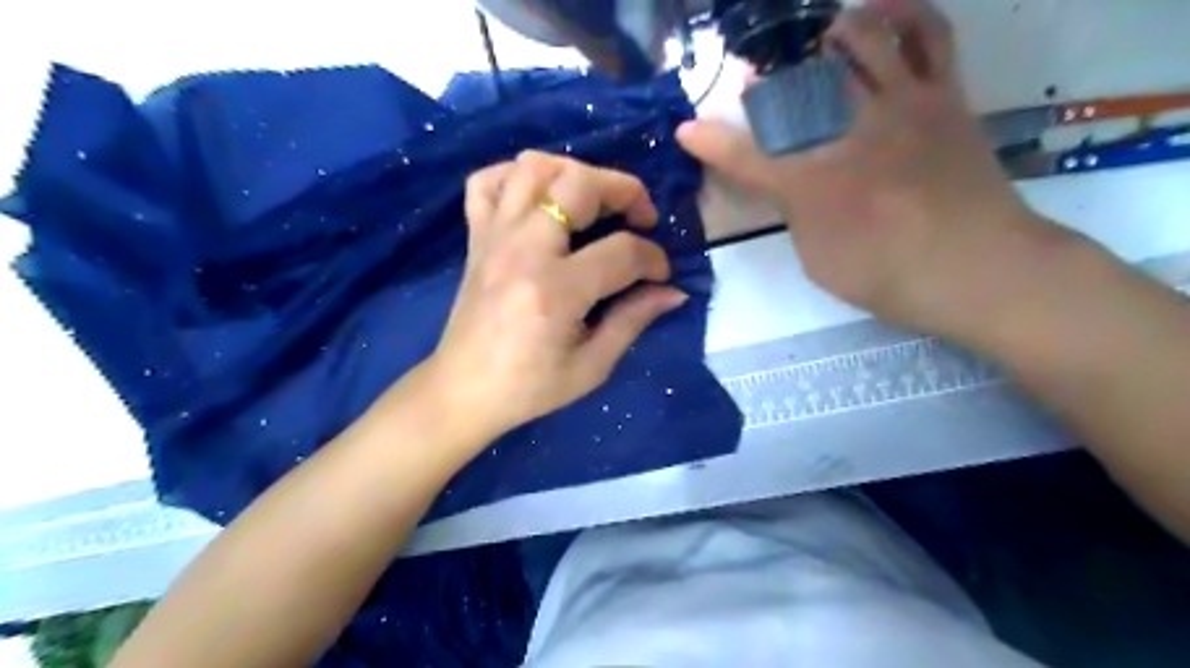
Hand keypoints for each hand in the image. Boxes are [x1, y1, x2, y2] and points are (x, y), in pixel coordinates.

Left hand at [428, 155, 689, 441]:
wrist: (463, 391)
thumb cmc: (529, 388)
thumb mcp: (591, 367)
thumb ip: (633, 320)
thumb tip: (672, 292)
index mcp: (555, 291)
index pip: (622, 252)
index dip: (653, 259)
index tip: (660, 275)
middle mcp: (523, 251)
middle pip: (578, 185)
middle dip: (624, 190)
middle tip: (641, 216)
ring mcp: (494, 238)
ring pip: (532, 168)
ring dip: (574, 172)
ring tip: (594, 199)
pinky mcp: (475, 238)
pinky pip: (486, 182)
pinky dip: (515, 175)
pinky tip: (539, 195)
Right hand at [674, 1, 1075, 335]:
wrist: (980, 269)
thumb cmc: (888, 276)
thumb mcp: (817, 260)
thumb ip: (796, 215)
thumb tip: (793, 186)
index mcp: (813, 183)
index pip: (746, 157)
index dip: (710, 144)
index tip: (688, 131)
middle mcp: (850, 131)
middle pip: (797, 84)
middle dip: (767, 79)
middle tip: (757, 84)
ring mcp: (901, 104)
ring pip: (860, 39)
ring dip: (829, 34)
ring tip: (818, 41)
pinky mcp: (944, 95)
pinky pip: (928, 34)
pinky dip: (903, 13)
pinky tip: (882, 12)